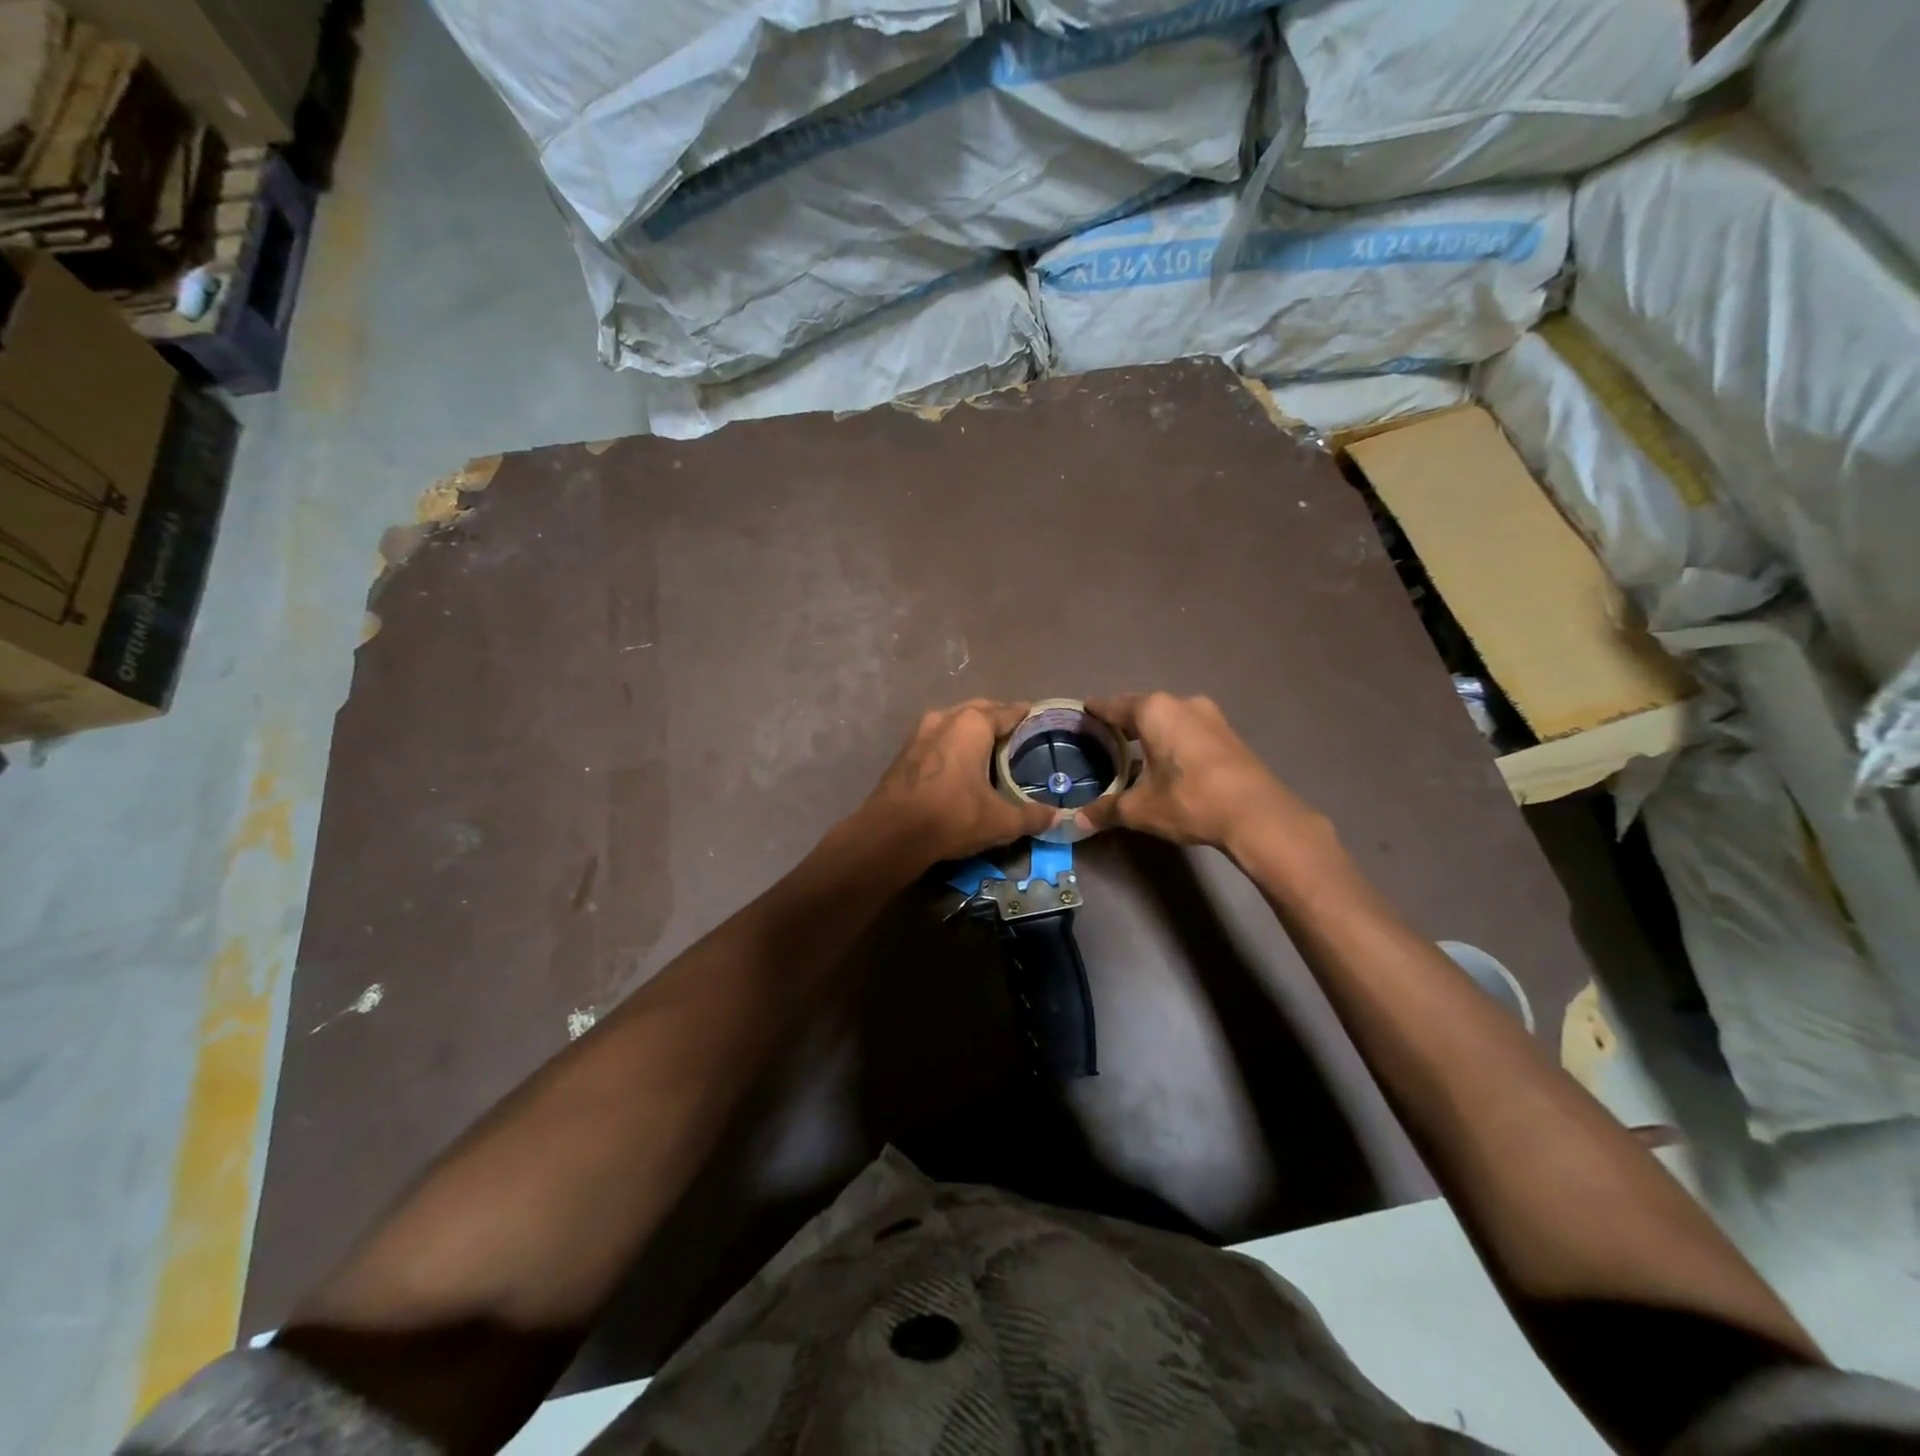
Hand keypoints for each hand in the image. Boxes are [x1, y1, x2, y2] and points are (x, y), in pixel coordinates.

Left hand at [858, 700, 1059, 866]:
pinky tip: (959, 763)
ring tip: (989, 747)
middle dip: (998, 718)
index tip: (1039, 719)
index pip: (1008, 712)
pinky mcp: (904, 751)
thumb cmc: (952, 816)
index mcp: (973, 724)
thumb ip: (1032, 816)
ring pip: (954, 722)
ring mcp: (919, 732)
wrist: (891, 833)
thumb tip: (1060, 819)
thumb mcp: (1001, 821)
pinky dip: (952, 744)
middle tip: (1017, 733)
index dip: (1026, 716)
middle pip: (979, 710)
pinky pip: (937, 738)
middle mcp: (945, 718)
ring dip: (971, 730)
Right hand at [1073, 693, 1326, 855]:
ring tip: (1134, 749)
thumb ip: (1106, 810)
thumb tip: (1077, 822)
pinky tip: (1168, 760)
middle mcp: (1182, 704)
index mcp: (1154, 711)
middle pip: (1143, 708)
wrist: (1258, 814)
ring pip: (1169, 718)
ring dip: (1152, 731)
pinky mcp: (1229, 734)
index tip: (1083, 712)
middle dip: (1123, 722)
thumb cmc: (1190, 800)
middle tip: (1104, 736)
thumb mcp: (1140, 809)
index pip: (1114, 706)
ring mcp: (1210, 716)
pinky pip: (1189, 729)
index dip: (1096, 711)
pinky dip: (1173, 739)